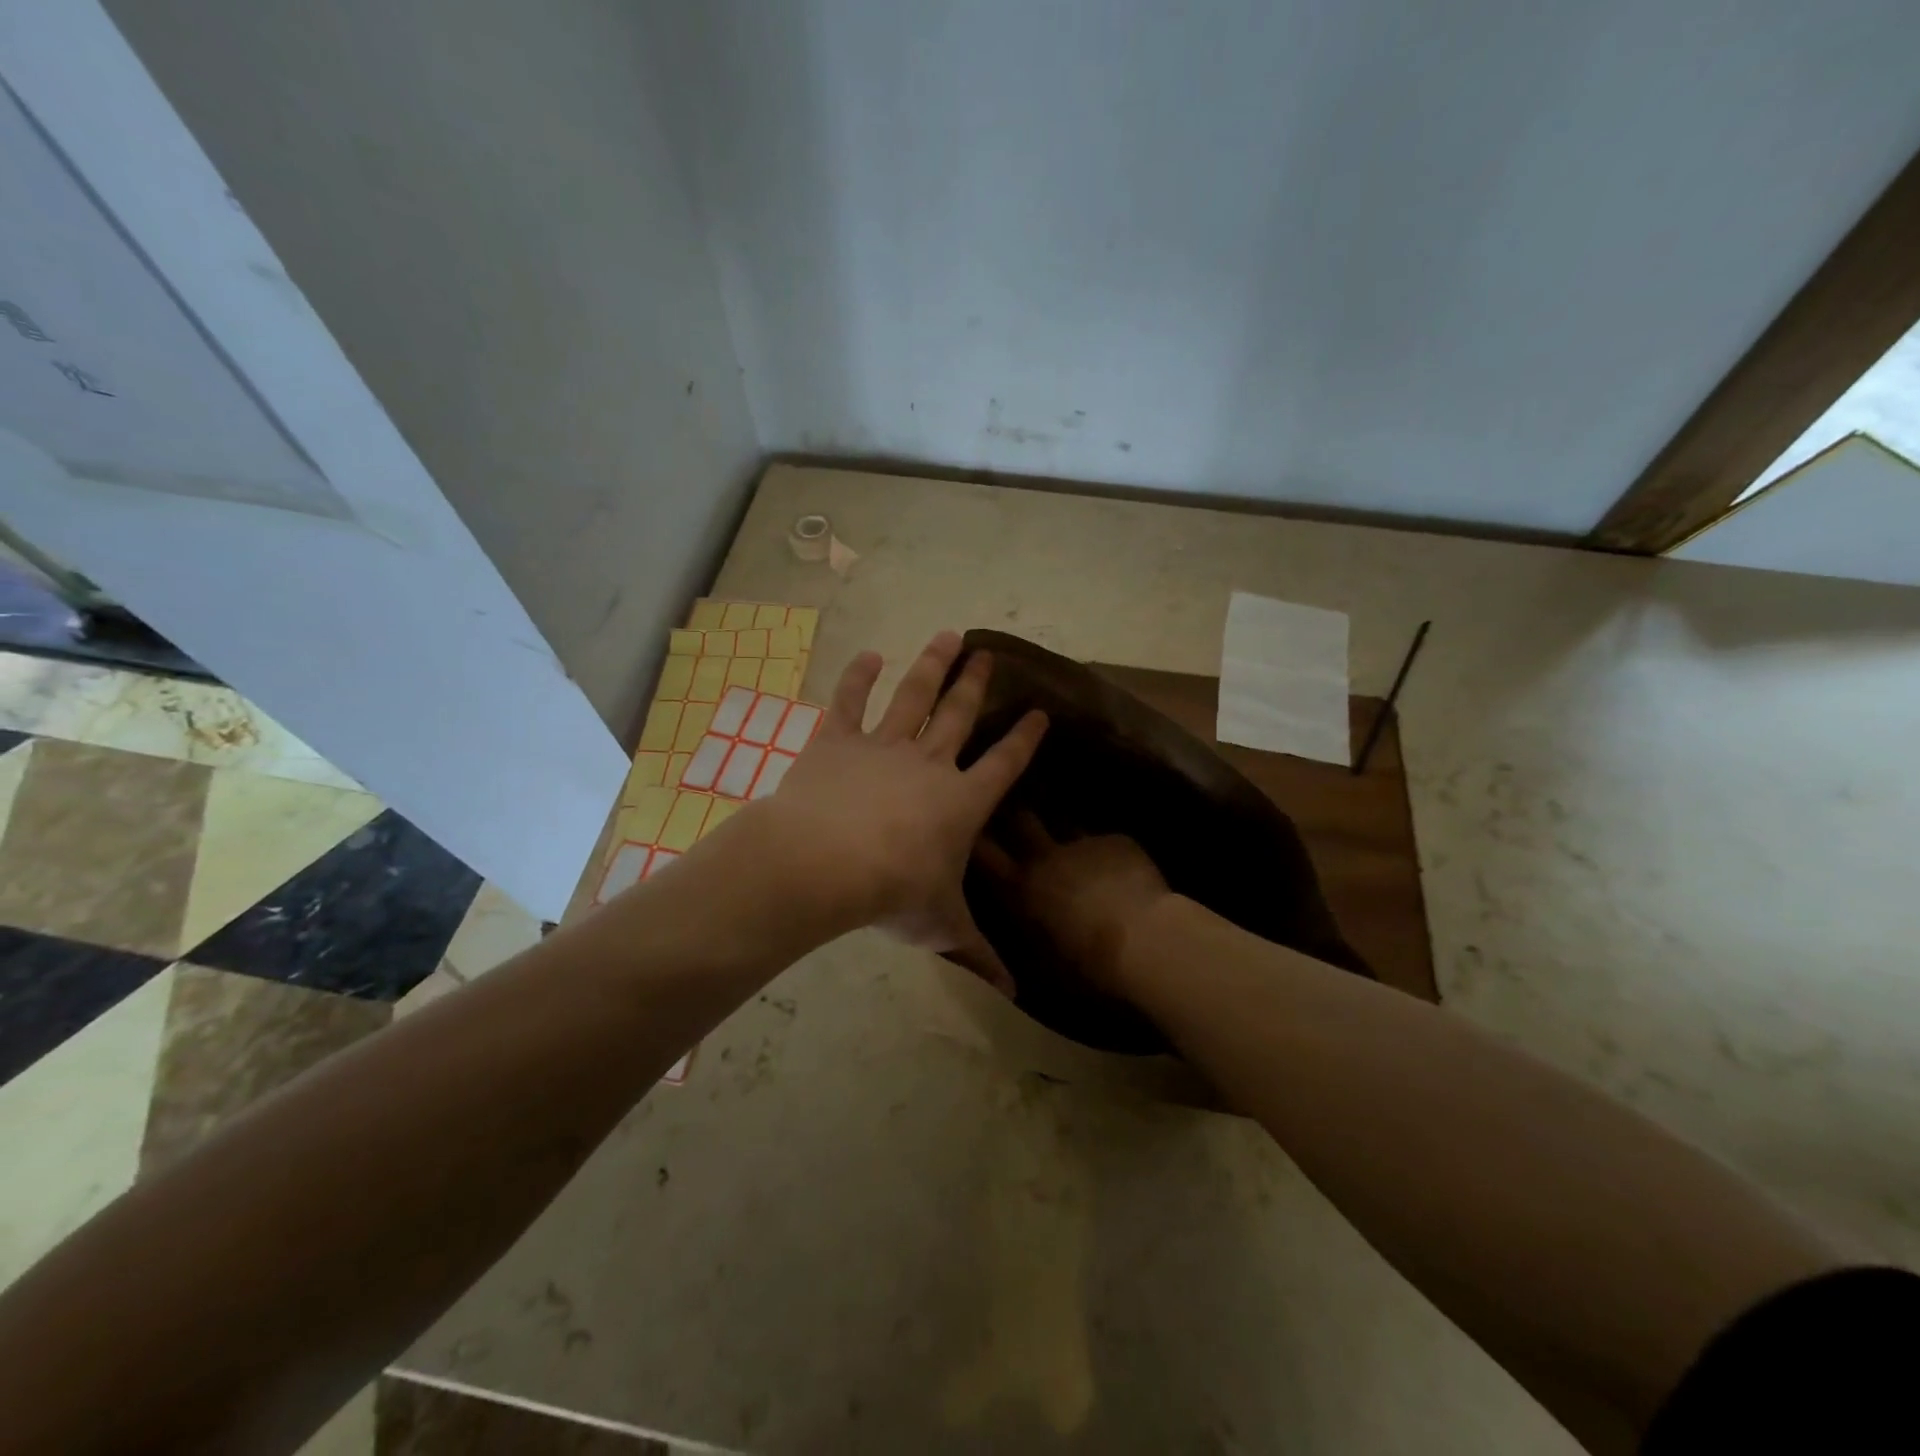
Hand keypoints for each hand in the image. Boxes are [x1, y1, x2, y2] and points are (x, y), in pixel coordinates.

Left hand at [761, 632, 1045, 991]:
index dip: (1024, 738)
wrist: (825, 863)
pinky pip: (849, 702)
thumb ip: (978, 954)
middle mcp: (929, 763)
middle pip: (960, 715)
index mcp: (961, 802)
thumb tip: (1015, 994)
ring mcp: (883, 746)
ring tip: (948, 635)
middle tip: (989, 653)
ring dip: (932, 666)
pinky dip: (858, 677)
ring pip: (914, 697)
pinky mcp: (837, 741)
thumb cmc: (893, 893)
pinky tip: (869, 655)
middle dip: (977, 684)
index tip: (1039, 711)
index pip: (1004, 765)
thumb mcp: (941, 927)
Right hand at [975, 816, 1169, 993]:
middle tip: (1015, 810)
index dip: (975, 837)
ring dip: (1060, 825)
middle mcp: (1045, 856)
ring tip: (1067, 833)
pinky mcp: (1116, 841)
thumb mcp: (1044, 961)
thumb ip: (1027, 935)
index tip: (974, 829)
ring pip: (1063, 819)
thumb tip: (1019, 934)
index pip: (984, 852)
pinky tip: (1116, 861)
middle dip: (1015, 812)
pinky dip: (1104, 847)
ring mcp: (1082, 843)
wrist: (1146, 941)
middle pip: (1021, 818)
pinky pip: (1103, 837)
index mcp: (1021, 887)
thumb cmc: (1088, 964)